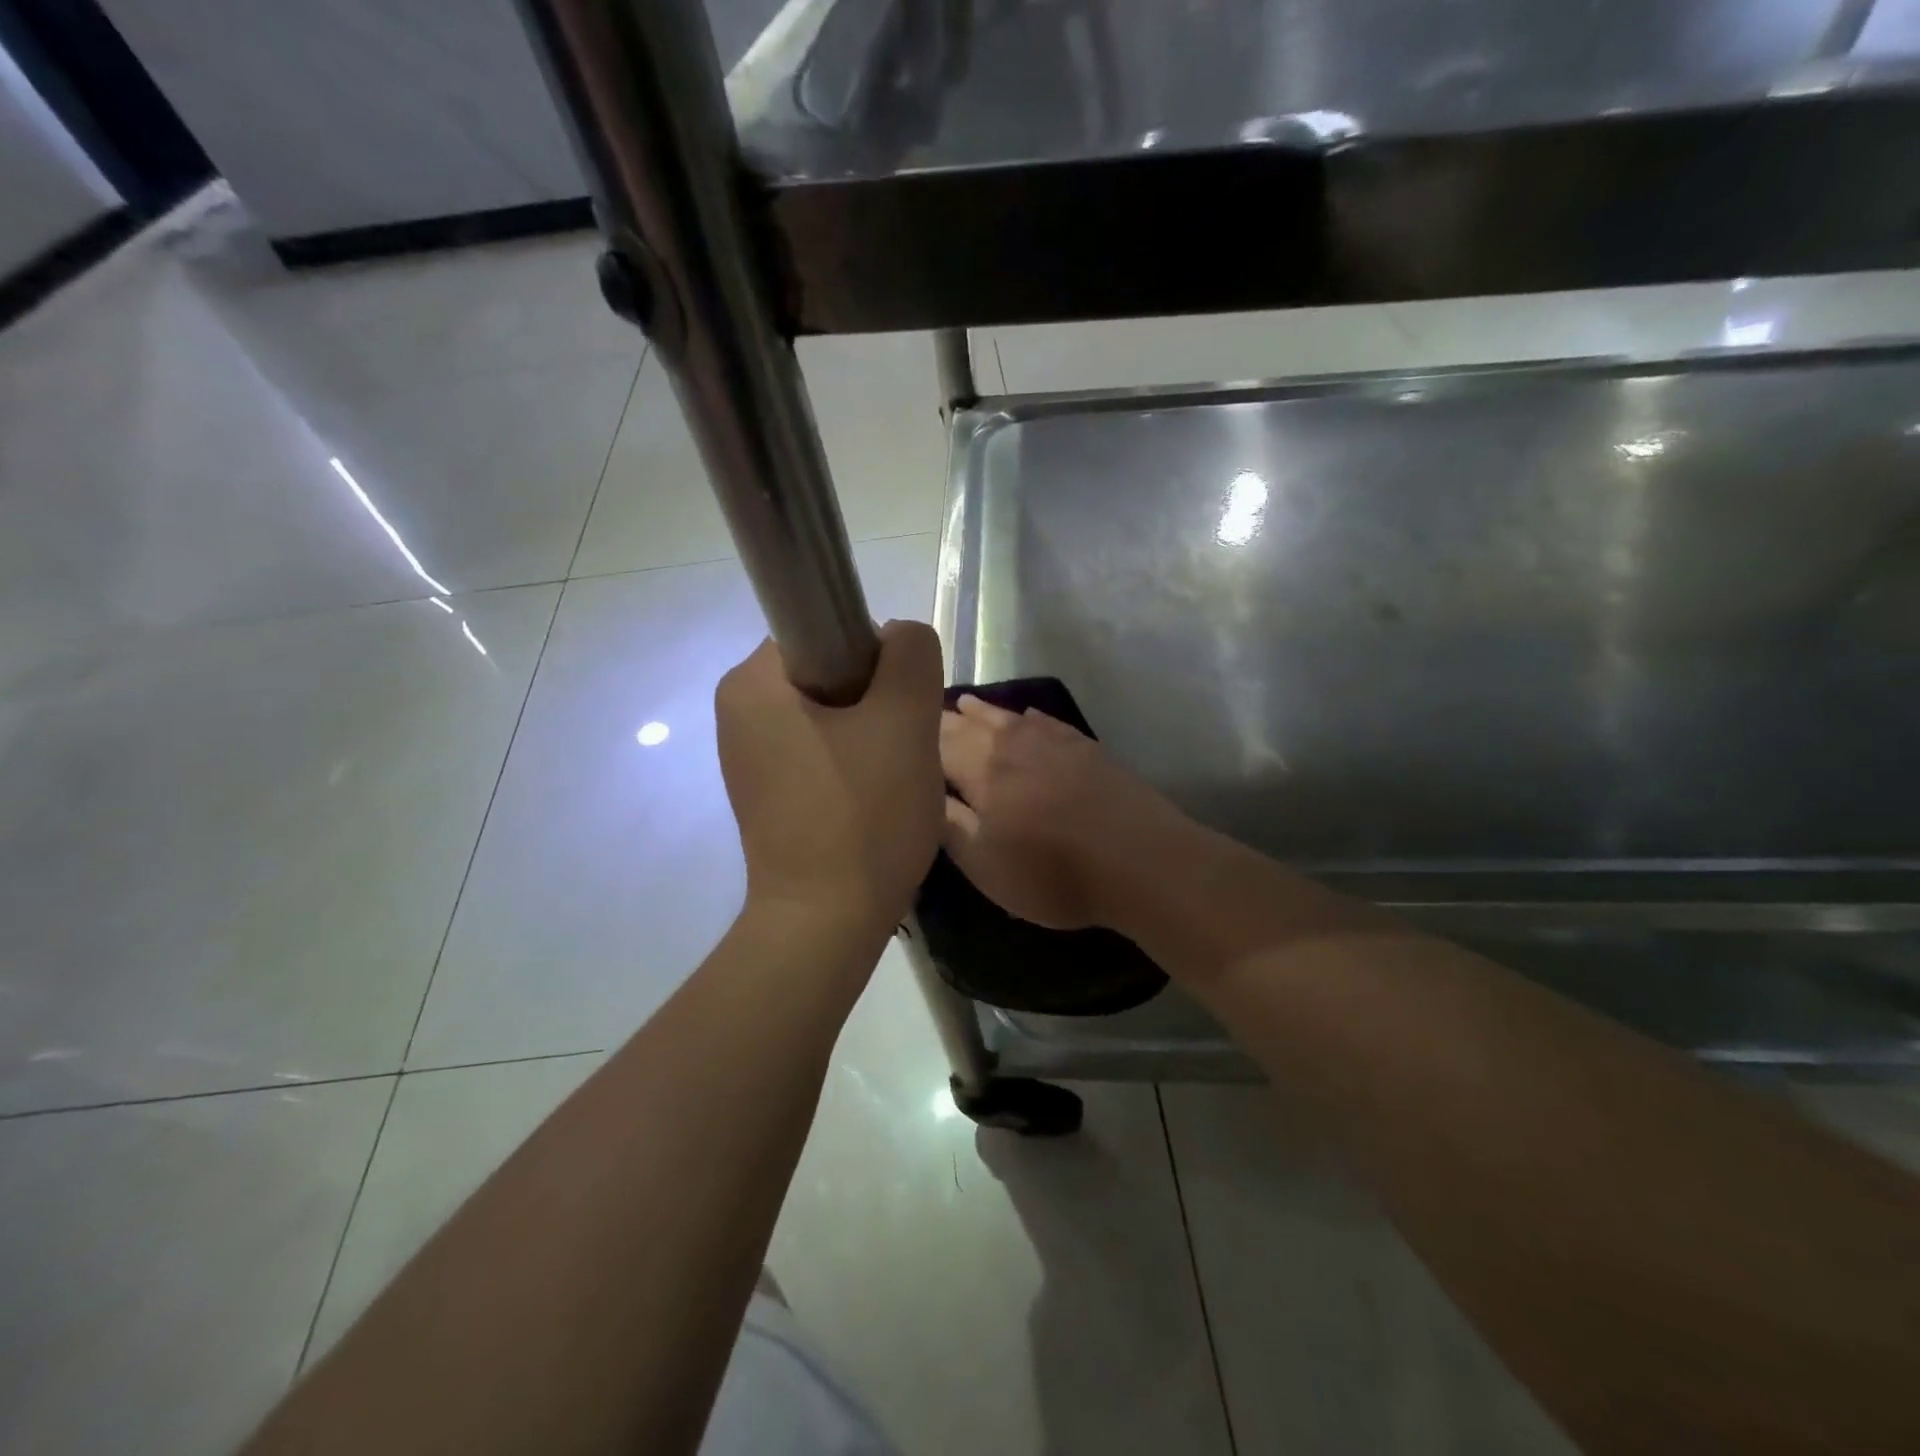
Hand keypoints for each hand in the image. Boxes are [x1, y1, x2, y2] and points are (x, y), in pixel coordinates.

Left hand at [716, 622, 944, 930]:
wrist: (826, 924)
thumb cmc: (863, 816)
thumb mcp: (905, 721)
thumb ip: (911, 655)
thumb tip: (899, 641)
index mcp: (752, 682)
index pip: (826, 627)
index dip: (876, 657)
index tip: (897, 707)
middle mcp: (737, 710)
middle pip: (829, 671)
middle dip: (877, 701)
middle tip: (901, 748)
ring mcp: (748, 755)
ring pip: (831, 713)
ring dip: (871, 734)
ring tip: (889, 779)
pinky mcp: (765, 791)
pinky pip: (820, 750)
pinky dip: (853, 763)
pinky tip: (870, 800)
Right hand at [938, 695, 1193, 929]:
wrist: (1141, 861)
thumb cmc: (1053, 873)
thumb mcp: (985, 865)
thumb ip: (948, 824)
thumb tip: (920, 790)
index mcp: (980, 769)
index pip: (935, 743)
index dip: (913, 738)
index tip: (892, 734)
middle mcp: (1011, 743)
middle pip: (968, 724)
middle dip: (943, 720)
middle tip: (922, 715)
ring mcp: (1052, 740)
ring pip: (1005, 717)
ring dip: (981, 711)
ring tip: (964, 704)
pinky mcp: (1084, 747)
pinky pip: (1044, 721)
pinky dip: (1025, 717)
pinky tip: (1025, 717)